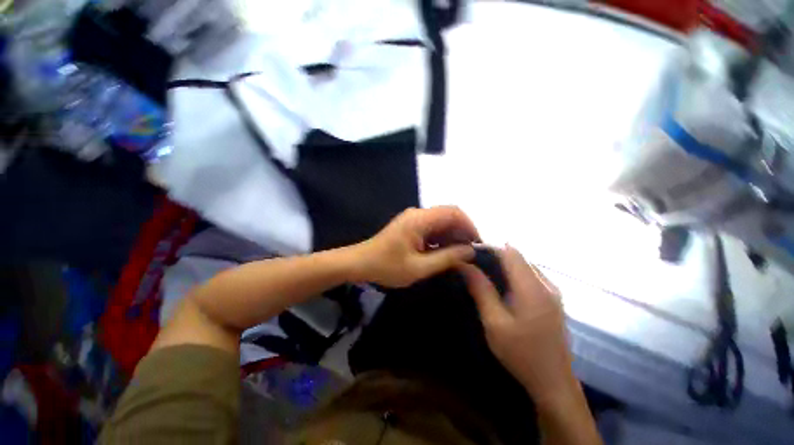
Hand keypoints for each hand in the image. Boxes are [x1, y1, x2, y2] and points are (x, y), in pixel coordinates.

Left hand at [356, 206, 479, 286]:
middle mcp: (418, 214)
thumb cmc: (387, 267)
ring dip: (452, 237)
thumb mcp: (419, 267)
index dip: (469, 226)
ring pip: (441, 222)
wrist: (360, 263)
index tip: (477, 245)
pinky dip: (441, 239)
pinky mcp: (411, 226)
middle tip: (469, 254)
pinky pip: (432, 228)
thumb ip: (446, 258)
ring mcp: (413, 219)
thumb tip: (470, 251)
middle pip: (449, 215)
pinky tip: (443, 253)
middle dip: (462, 233)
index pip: (453, 212)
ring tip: (458, 256)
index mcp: (420, 219)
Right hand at [459, 246, 573, 404]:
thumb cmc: (521, 354)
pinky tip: (502, 285)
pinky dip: (514, 272)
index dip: (490, 247)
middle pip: (518, 256)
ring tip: (484, 272)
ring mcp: (553, 291)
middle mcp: (546, 284)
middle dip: (495, 255)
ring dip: (504, 263)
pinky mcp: (553, 299)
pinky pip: (531, 275)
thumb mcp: (494, 322)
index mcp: (532, 288)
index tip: (470, 253)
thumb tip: (464, 265)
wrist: (553, 382)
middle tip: (474, 264)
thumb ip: (481, 289)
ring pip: (525, 264)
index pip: (510, 252)